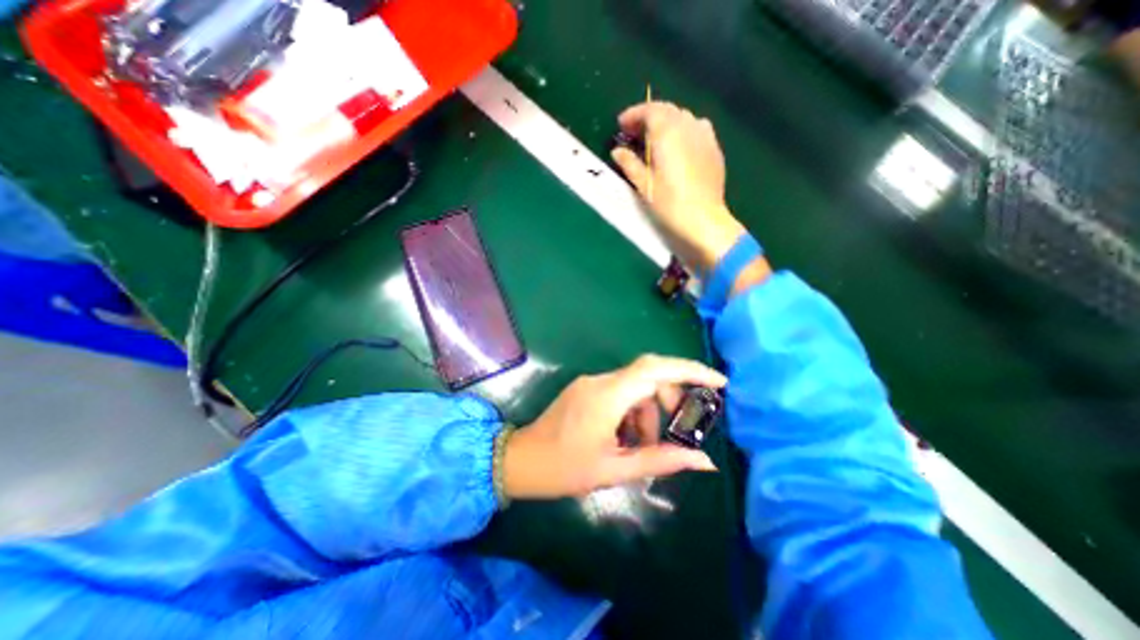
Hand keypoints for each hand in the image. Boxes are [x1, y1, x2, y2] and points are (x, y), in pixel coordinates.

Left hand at [503, 356, 725, 500]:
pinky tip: (624, 437)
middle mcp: (600, 380)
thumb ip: (661, 460)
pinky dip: (632, 411)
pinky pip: (619, 392)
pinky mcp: (585, 389)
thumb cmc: (564, 469)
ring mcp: (591, 382)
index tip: (718, 382)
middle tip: (675, 429)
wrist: (521, 460)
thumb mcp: (615, 469)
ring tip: (640, 446)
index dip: (689, 370)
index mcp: (607, 396)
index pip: (655, 369)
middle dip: (669, 399)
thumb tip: (704, 461)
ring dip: (647, 412)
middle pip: (648, 375)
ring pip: (634, 386)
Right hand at [615, 100, 749, 269]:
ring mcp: (705, 136)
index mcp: (668, 132)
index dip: (633, 115)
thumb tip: (617, 151)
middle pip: (667, 111)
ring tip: (654, 140)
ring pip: (683, 118)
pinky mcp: (714, 149)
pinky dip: (682, 131)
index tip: (621, 125)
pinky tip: (677, 148)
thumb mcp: (644, 184)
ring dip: (666, 123)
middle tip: (634, 133)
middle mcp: (688, 126)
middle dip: (648, 118)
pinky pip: (697, 129)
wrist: (703, 220)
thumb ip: (629, 163)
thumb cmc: (669, 204)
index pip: (649, 110)